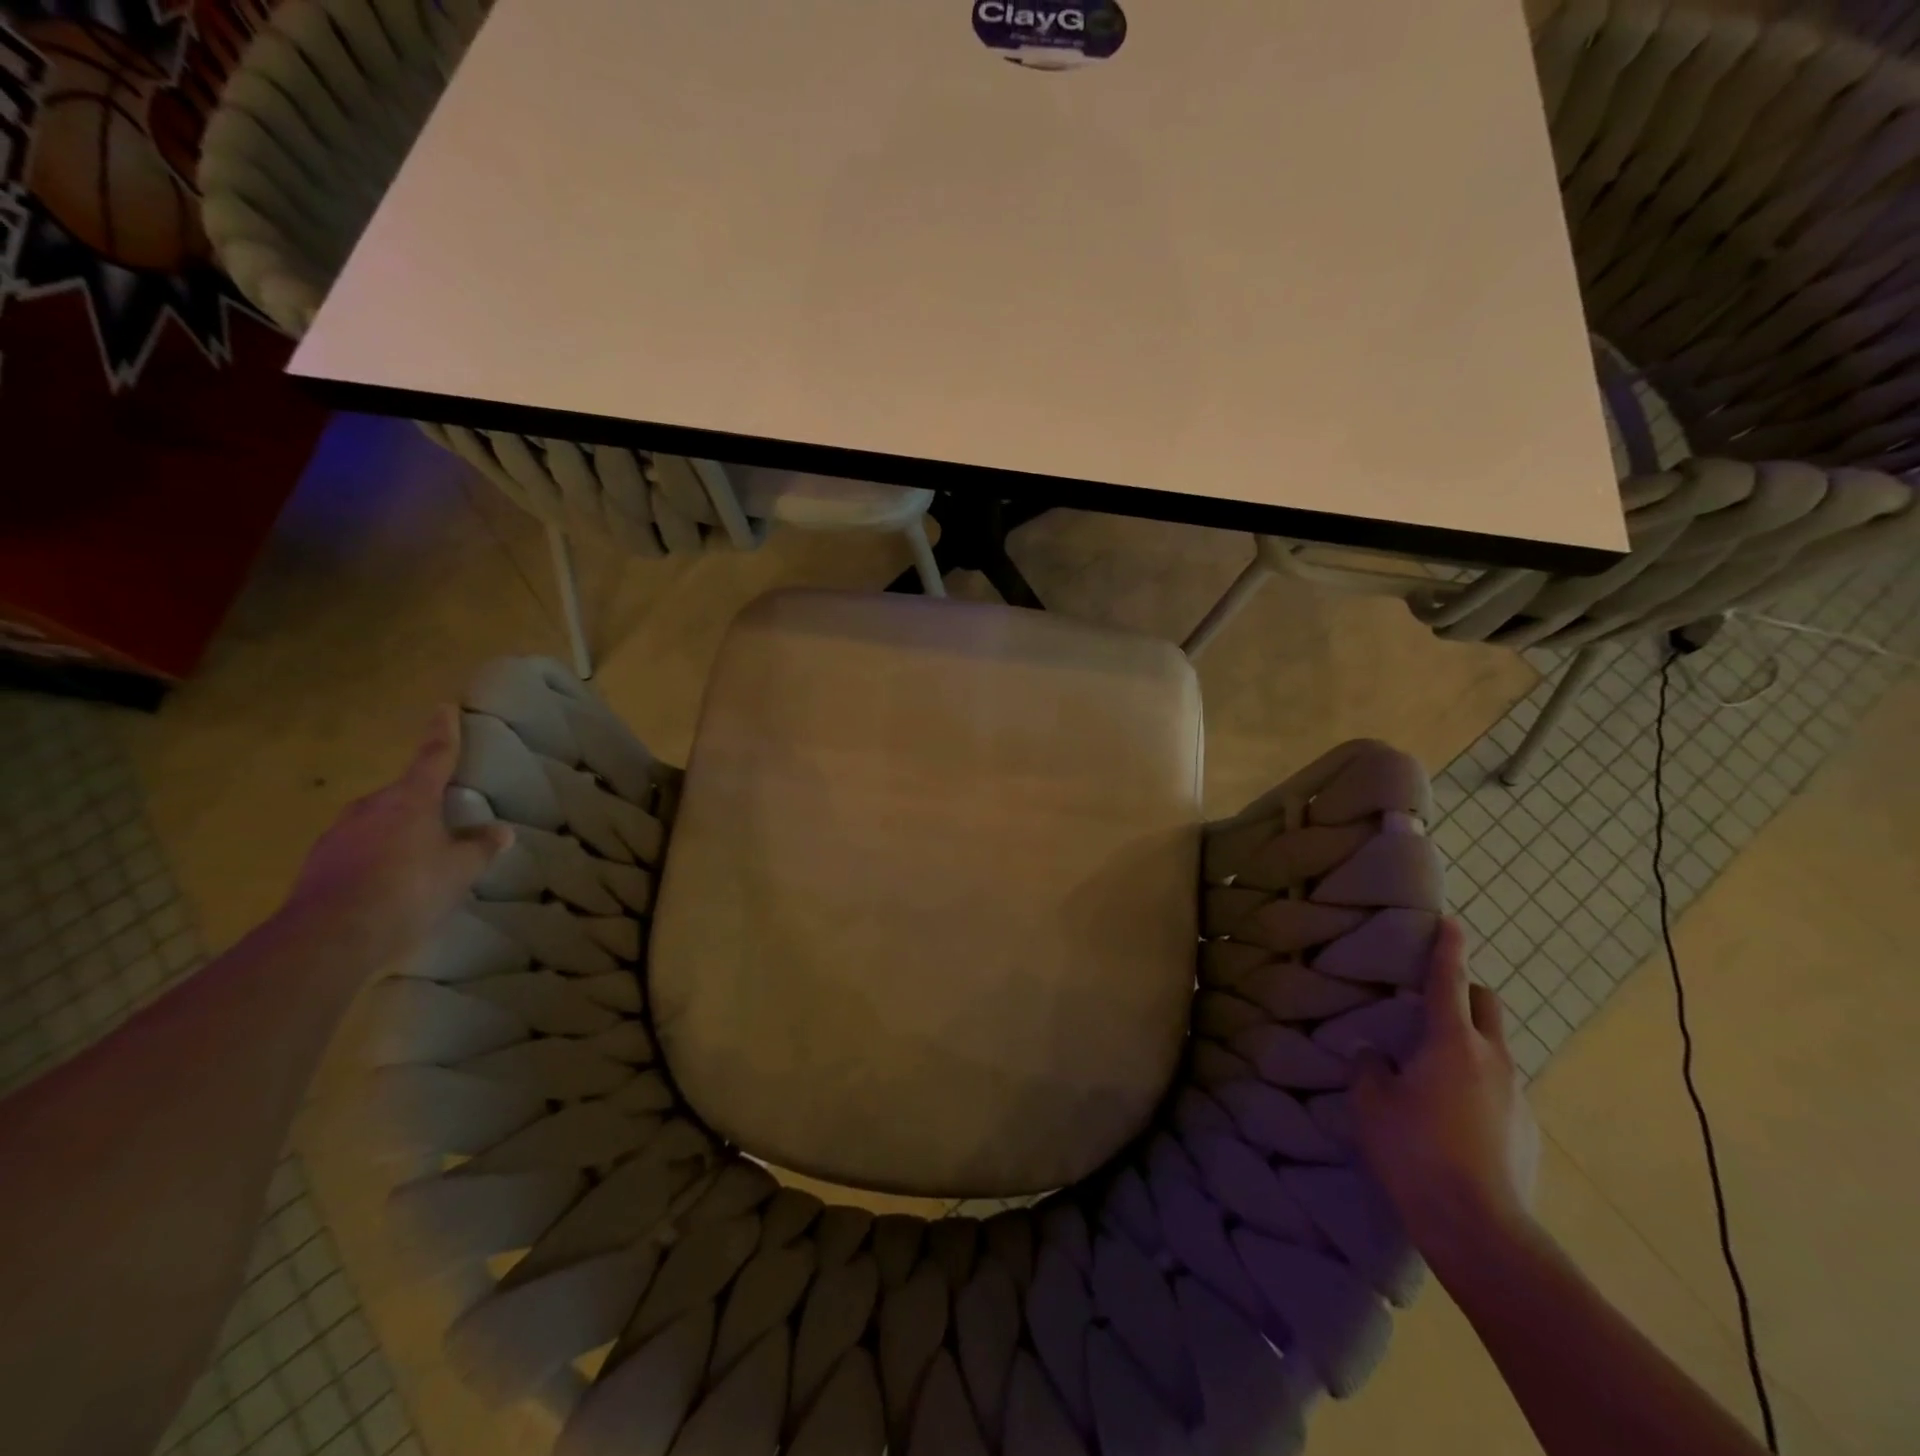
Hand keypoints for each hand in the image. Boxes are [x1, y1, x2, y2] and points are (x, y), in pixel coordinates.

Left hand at [283, 706, 511, 969]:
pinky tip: (388, 886)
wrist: (331, 935)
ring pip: (376, 824)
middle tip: (444, 819)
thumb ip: (481, 847)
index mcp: (410, 799)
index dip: (442, 733)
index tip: (443, 708)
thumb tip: (501, 832)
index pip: (433, 756)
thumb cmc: (409, 888)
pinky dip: (375, 860)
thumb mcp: (460, 869)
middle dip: (422, 802)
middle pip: (403, 794)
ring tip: (418, 861)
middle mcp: (370, 807)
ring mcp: (337, 835)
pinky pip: (357, 852)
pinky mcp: (317, 865)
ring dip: (397, 834)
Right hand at [1353, 919, 1540, 1270]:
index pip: (1449, 981)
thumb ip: (1370, 1066)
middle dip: (1466, 992)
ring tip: (1434, 1070)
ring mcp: (1517, 1097)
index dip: (1448, 948)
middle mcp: (1493, 1060)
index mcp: (1452, 1042)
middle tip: (1433, 1002)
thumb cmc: (1415, 1151)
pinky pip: (1501, 1089)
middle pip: (1487, 1006)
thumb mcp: (1372, 1102)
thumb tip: (1373, 1052)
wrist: (1481, 1229)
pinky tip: (1454, 1117)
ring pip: (1495, 1050)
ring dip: (1469, 1043)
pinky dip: (1478, 1084)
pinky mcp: (1528, 1131)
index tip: (1452, 922)